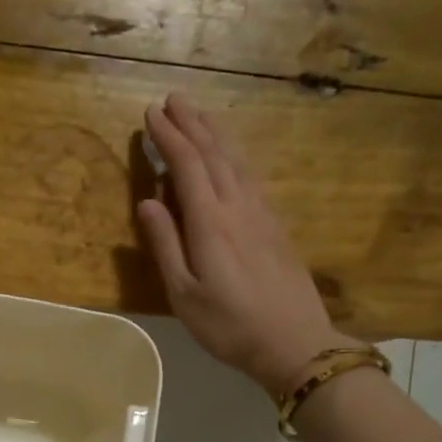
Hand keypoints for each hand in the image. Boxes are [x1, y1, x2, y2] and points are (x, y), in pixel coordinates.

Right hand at [137, 94, 362, 397]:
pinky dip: (234, 156)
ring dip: (215, 134)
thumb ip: (166, 245)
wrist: (294, 342)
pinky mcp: (275, 225)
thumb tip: (147, 201)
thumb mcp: (185, 294)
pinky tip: (230, 156)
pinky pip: (250, 176)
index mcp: (211, 222)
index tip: (150, 114)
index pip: (187, 166)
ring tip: (199, 114)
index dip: (169, 137)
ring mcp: (261, 214)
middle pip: (214, 154)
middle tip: (173, 99)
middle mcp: (238, 207)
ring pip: (236, 161)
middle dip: (192, 124)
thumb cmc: (229, 325)